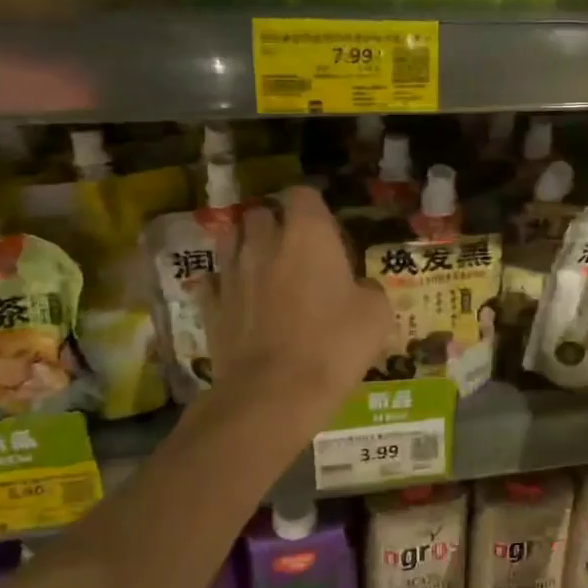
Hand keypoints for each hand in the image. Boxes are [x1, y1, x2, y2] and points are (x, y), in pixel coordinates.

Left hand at [210, 187, 390, 412]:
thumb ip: (368, 289)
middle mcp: (265, 243)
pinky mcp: (210, 305)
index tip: (325, 228)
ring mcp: (232, 272)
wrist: (275, 392)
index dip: (313, 207)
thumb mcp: (377, 315)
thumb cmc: (334, 345)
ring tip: (263, 268)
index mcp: (309, 235)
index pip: (303, 194)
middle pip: (261, 213)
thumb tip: (360, 289)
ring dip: (246, 247)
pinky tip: (238, 299)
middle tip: (294, 250)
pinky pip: (213, 280)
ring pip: (230, 240)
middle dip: (275, 224)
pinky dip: (224, 284)